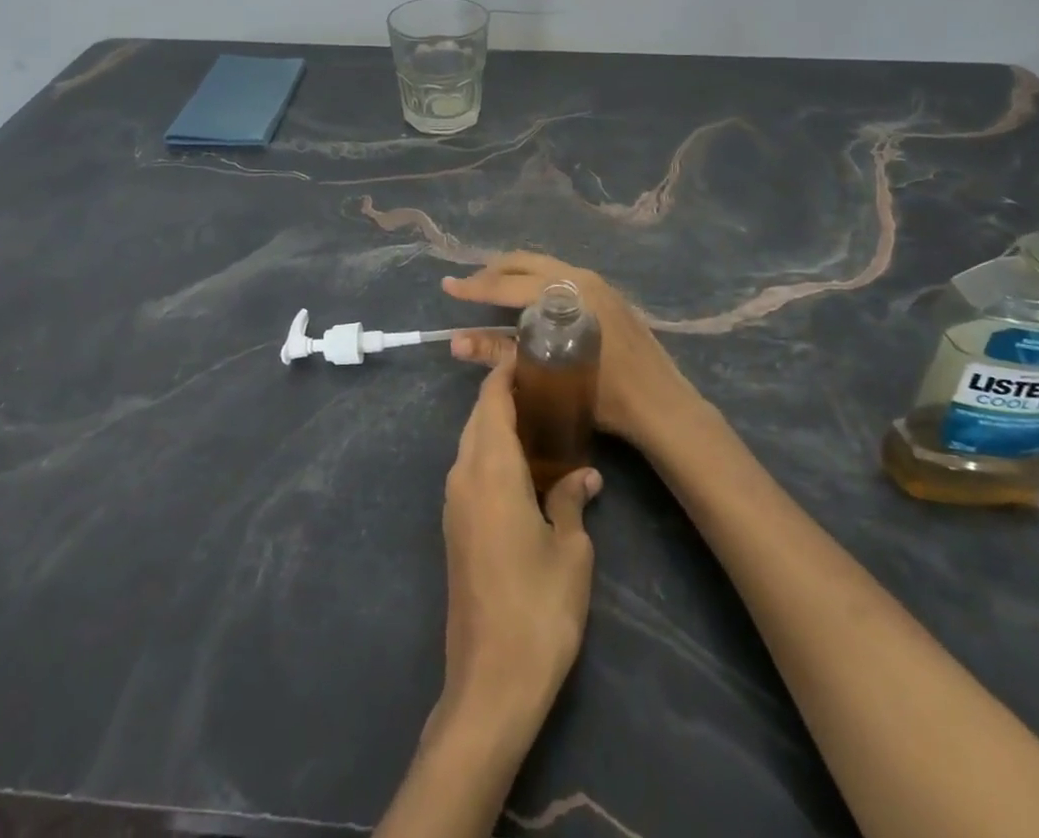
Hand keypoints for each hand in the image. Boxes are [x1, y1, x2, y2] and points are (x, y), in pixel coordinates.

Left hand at [437, 357, 600, 736]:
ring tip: (540, 422)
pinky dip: (491, 454)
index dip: (506, 373)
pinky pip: (470, 471)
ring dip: (497, 426)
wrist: (490, 682)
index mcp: (490, 470)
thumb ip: (571, 501)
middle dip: (504, 396)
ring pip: (471, 444)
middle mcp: (463, 477)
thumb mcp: (570, 551)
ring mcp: (454, 505)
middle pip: (478, 418)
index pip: (491, 401)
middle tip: (546, 387)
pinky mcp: (454, 529)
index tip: (532, 357)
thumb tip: (584, 475)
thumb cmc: (538, 607)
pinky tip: (523, 468)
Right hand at [444, 252, 696, 445]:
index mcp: (564, 293)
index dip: (474, 287)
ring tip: (492, 290)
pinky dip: (535, 280)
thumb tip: (456, 343)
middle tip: (468, 287)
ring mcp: (596, 283)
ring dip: (514, 274)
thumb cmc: (605, 393)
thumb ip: (500, 353)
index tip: (448, 286)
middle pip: (524, 263)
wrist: (661, 403)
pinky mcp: (606, 293)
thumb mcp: (547, 373)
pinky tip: (528, 300)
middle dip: (492, 272)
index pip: (507, 285)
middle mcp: (579, 278)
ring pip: (543, 265)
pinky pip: (559, 275)